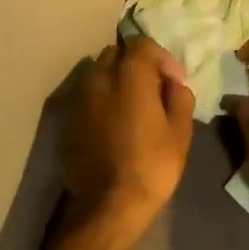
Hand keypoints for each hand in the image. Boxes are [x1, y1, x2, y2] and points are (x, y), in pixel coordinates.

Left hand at [63, 36, 195, 233]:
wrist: (107, 205)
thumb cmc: (151, 166)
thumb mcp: (180, 133)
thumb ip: (179, 98)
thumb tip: (175, 85)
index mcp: (129, 76)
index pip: (142, 44)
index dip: (162, 58)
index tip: (175, 81)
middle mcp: (99, 78)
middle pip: (116, 54)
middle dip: (136, 64)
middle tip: (153, 88)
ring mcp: (79, 99)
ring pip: (98, 73)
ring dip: (116, 80)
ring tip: (133, 105)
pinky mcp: (68, 119)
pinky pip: (87, 96)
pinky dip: (102, 99)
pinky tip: (114, 122)